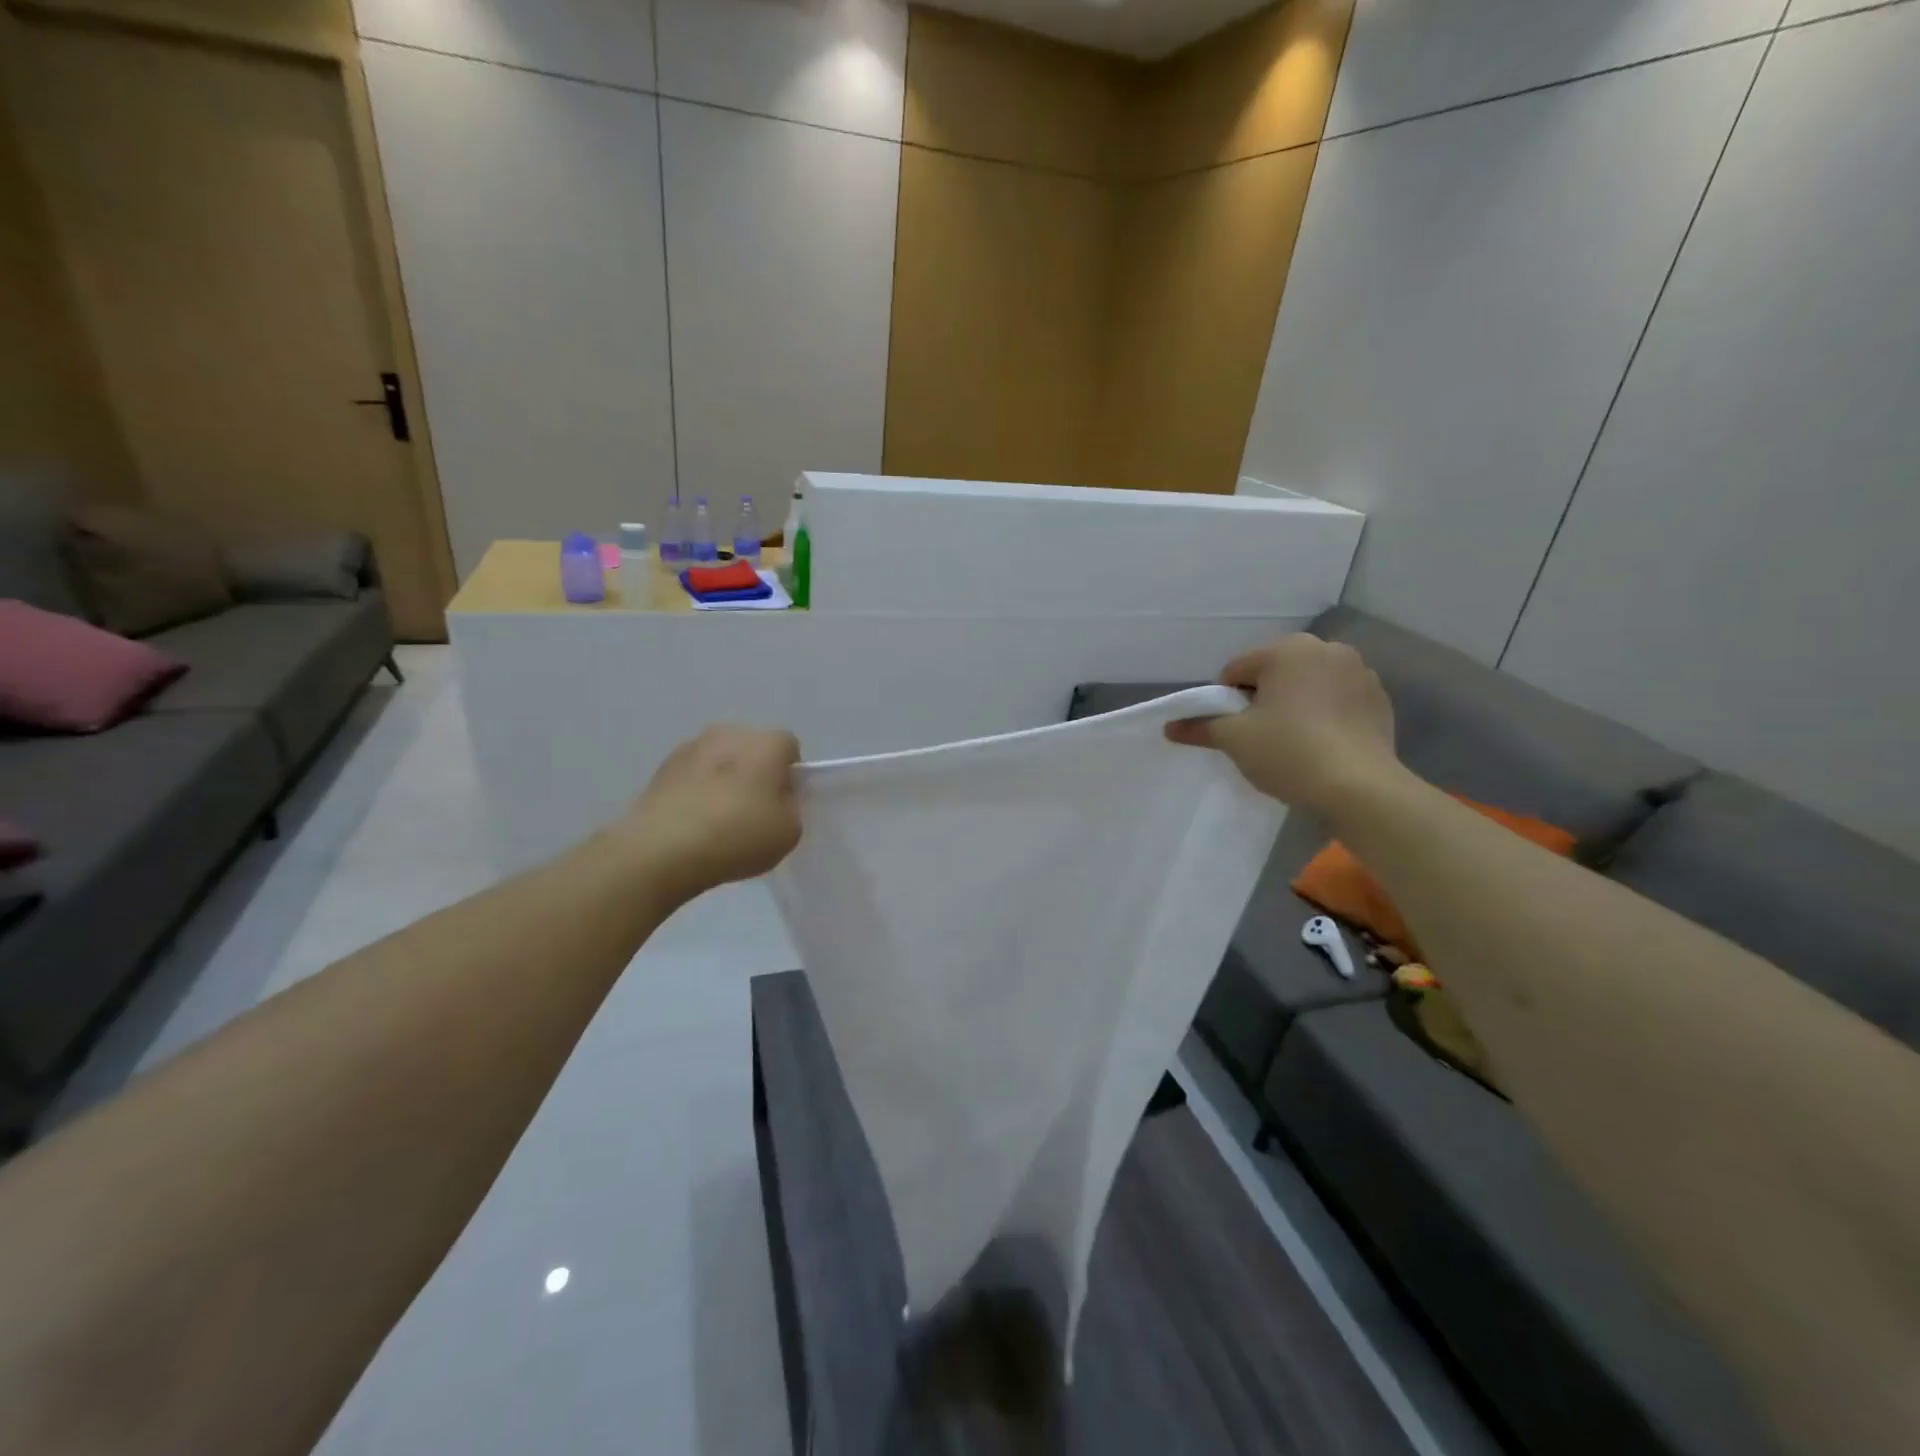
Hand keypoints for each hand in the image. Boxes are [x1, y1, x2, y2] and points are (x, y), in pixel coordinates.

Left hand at [617, 725, 801, 904]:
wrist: (663, 849)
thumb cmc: (737, 835)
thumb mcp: (788, 832)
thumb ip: (790, 808)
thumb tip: (776, 799)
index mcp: (766, 744)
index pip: (789, 747)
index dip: (790, 775)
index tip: (782, 803)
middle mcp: (729, 734)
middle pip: (752, 749)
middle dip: (755, 772)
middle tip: (753, 811)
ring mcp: (690, 748)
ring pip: (718, 760)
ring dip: (722, 780)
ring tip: (717, 819)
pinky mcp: (660, 768)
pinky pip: (691, 776)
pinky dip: (695, 791)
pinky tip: (692, 823)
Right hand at [1166, 635, 1400, 816]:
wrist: (1359, 789)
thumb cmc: (1288, 752)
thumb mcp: (1234, 740)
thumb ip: (1200, 727)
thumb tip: (1169, 727)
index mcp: (1287, 649)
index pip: (1236, 669)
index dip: (1226, 700)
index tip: (1233, 730)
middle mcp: (1327, 649)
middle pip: (1275, 672)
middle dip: (1263, 698)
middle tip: (1260, 736)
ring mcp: (1360, 672)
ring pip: (1308, 685)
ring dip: (1295, 704)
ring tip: (1294, 742)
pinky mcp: (1379, 699)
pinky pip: (1337, 700)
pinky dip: (1325, 715)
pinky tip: (1322, 745)